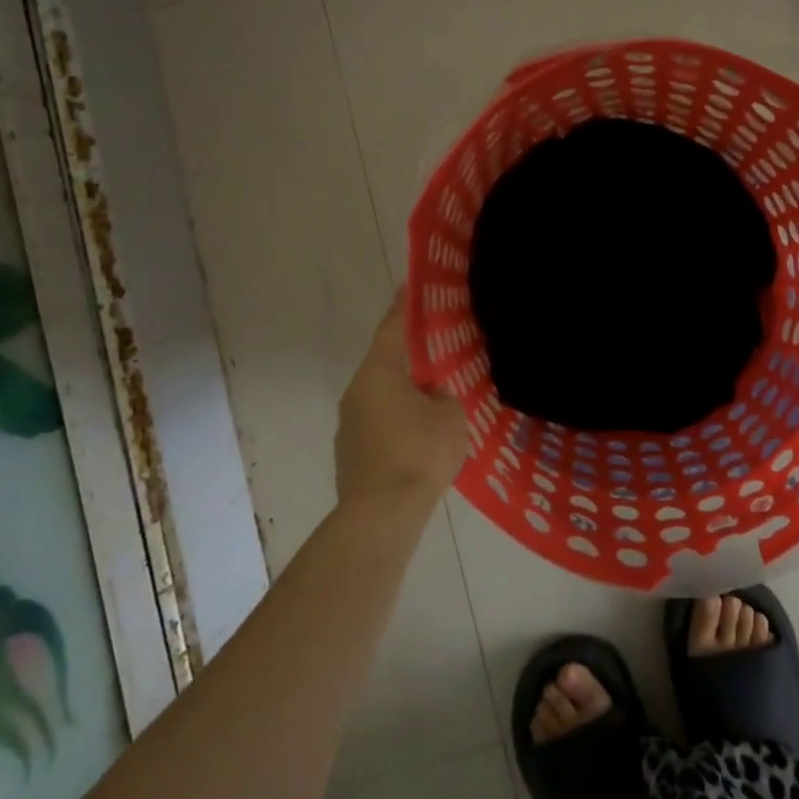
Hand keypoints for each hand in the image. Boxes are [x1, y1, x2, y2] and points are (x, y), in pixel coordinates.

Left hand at [336, 295, 469, 510]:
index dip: (404, 305)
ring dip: (405, 398)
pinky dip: (399, 426)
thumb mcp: (450, 414)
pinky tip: (421, 442)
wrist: (382, 514)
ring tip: (435, 404)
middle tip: (438, 354)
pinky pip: (380, 428)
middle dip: (411, 360)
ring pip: (383, 399)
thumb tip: (430, 397)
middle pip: (387, 366)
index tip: (409, 285)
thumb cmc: (419, 451)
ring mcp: (348, 426)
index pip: (393, 328)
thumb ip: (443, 396)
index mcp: (379, 372)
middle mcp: (357, 392)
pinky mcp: (350, 455)